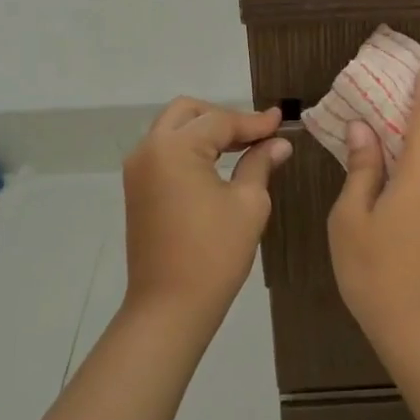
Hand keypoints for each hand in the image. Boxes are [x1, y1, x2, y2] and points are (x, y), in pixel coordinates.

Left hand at [121, 98, 292, 324]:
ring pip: (173, 129)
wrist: (170, 307)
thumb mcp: (248, 203)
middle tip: (257, 134)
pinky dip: (190, 148)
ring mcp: (138, 169)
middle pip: (188, 112)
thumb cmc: (214, 253)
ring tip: (242, 146)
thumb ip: (260, 163)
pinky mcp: (137, 189)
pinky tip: (217, 163)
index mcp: (174, 148)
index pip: (220, 121)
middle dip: (223, 117)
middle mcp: (149, 149)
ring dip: (205, 131)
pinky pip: (164, 151)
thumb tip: (279, 143)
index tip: (281, 120)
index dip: (254, 122)